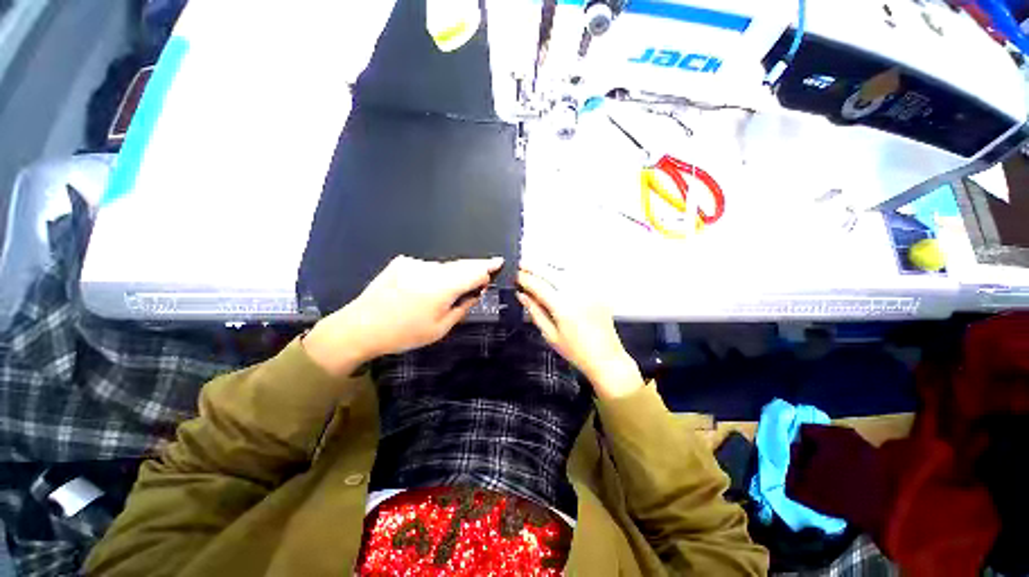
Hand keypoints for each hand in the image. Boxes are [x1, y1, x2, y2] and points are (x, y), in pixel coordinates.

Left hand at [305, 256, 502, 375]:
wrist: (360, 326)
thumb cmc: (404, 333)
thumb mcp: (440, 329)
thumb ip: (462, 307)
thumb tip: (476, 291)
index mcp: (441, 287)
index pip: (473, 271)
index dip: (487, 267)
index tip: (498, 262)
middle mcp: (430, 269)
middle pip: (461, 265)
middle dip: (474, 268)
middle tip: (483, 274)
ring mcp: (414, 263)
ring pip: (445, 266)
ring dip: (453, 274)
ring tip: (451, 290)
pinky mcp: (402, 262)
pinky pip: (428, 267)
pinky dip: (435, 274)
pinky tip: (427, 288)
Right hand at [517, 268, 642, 398]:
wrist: (606, 358)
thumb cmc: (577, 352)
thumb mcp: (550, 335)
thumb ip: (535, 312)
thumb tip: (522, 296)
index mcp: (563, 307)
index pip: (538, 286)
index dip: (525, 279)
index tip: (516, 276)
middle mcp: (577, 295)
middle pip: (551, 273)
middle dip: (534, 267)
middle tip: (522, 265)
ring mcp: (589, 291)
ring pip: (565, 270)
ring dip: (549, 266)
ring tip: (537, 266)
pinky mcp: (597, 292)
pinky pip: (579, 275)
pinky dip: (566, 270)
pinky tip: (558, 271)